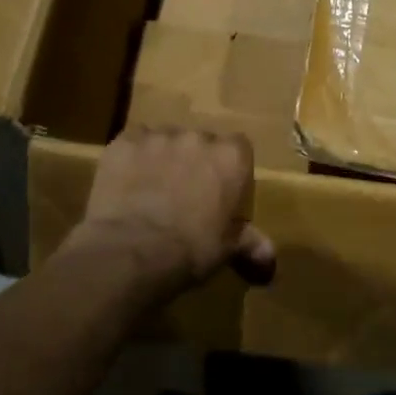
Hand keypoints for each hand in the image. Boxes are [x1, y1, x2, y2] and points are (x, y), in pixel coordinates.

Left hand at [76, 127, 275, 298]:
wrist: (132, 250)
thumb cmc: (191, 249)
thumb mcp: (227, 249)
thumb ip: (251, 243)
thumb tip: (270, 258)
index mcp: (231, 157)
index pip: (239, 149)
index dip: (229, 170)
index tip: (221, 192)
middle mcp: (198, 137)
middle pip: (201, 143)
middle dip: (194, 163)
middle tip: (184, 195)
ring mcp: (159, 136)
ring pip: (165, 141)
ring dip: (163, 159)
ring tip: (151, 192)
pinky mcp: (125, 141)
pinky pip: (133, 144)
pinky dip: (132, 160)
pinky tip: (126, 185)